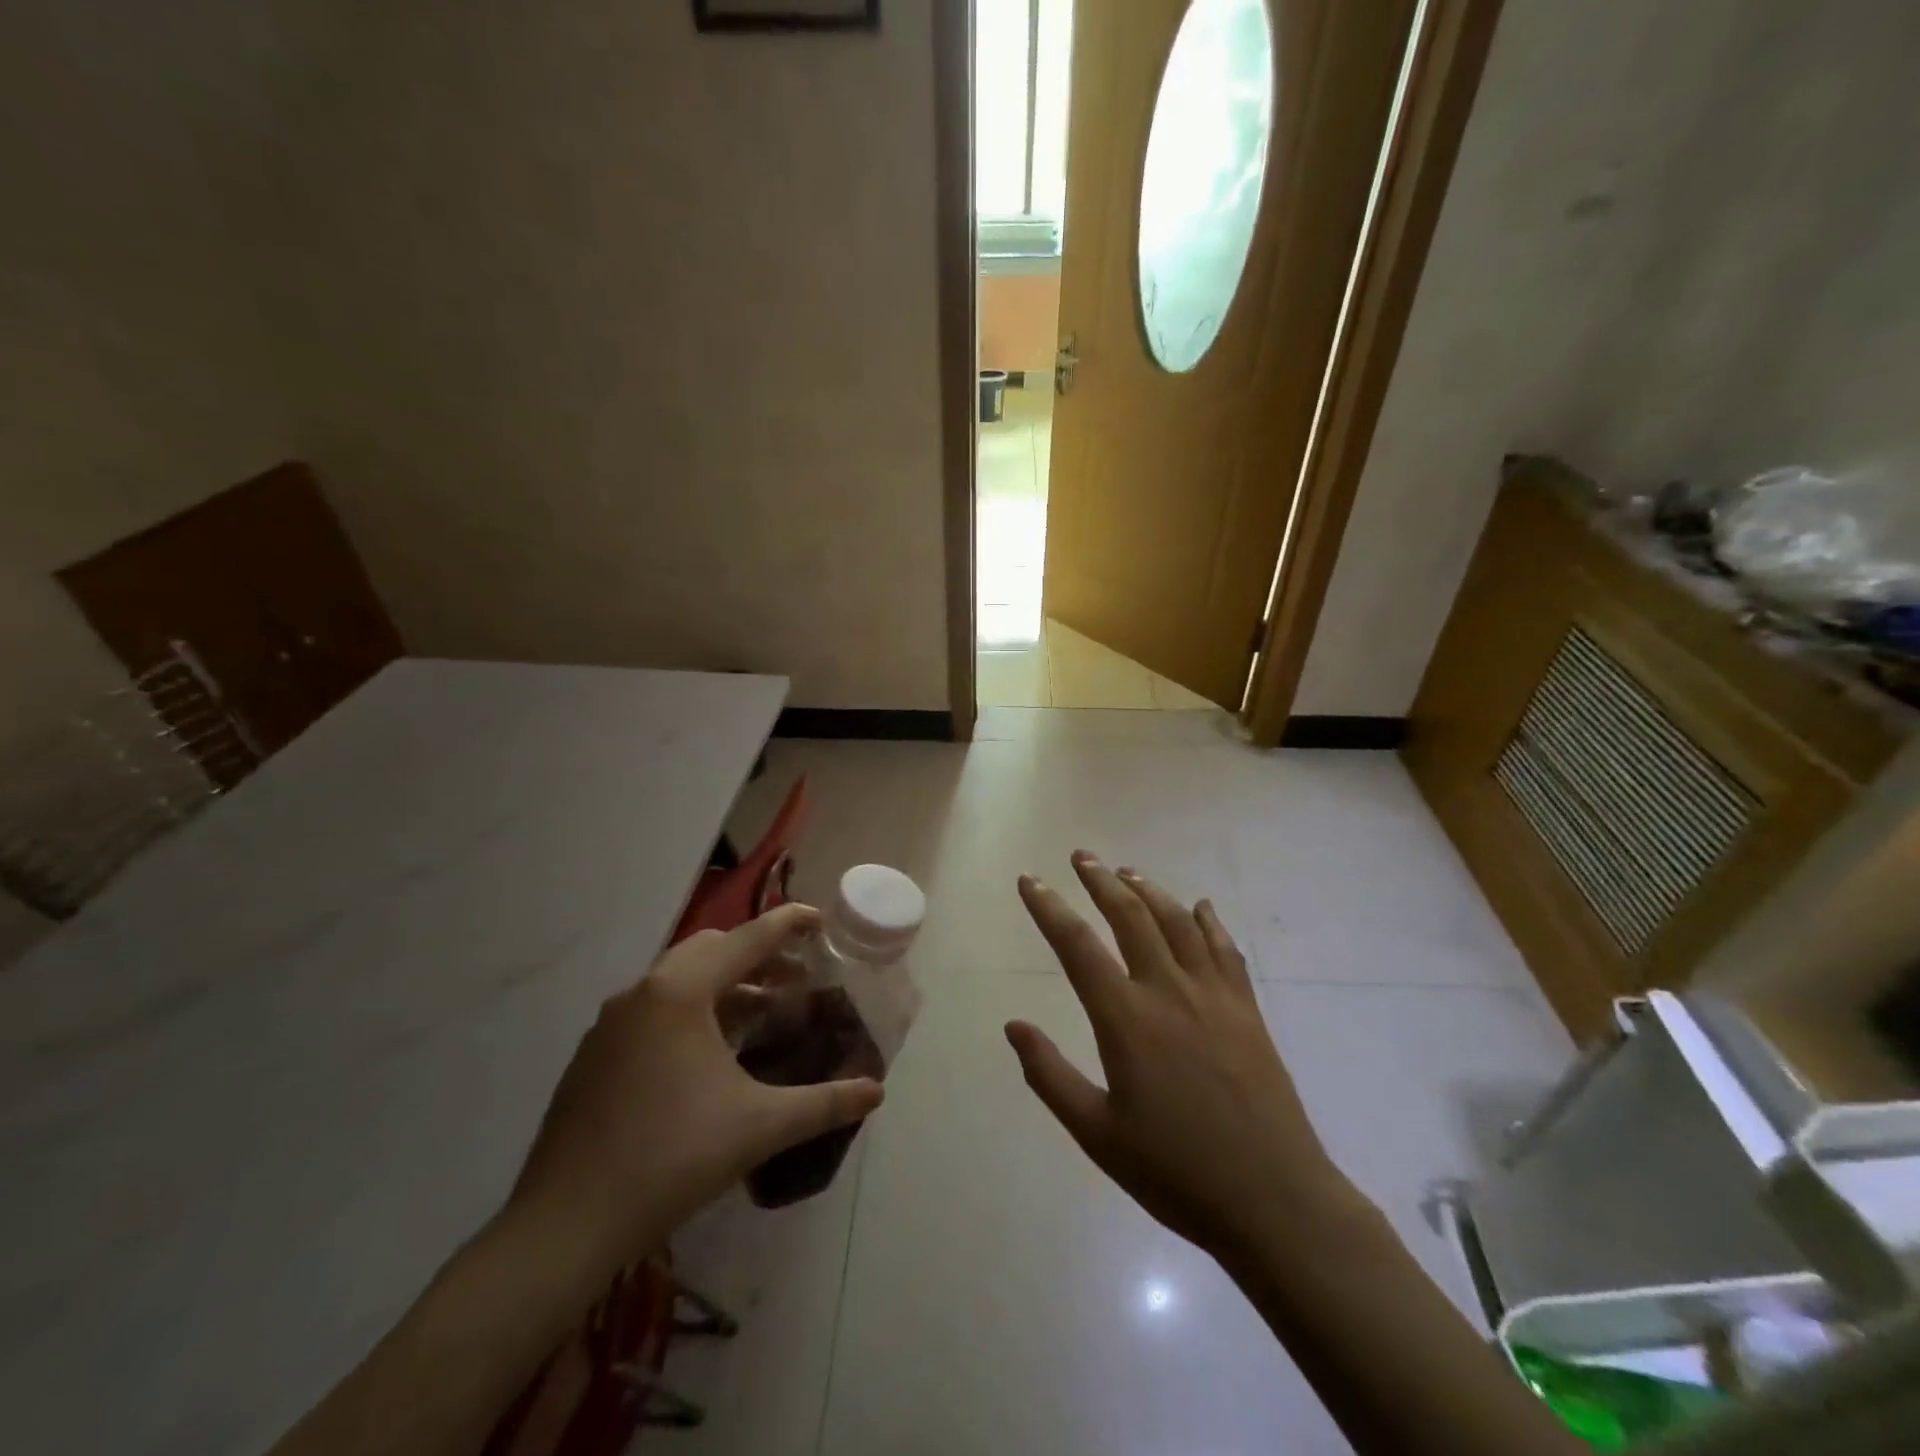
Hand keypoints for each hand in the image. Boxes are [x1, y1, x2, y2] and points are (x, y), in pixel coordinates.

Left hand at [506, 904, 884, 1274]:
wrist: (566, 1224)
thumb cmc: (672, 1158)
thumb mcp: (760, 1127)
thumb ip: (824, 1104)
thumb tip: (876, 1092)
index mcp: (681, 991)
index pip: (747, 939)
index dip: (788, 924)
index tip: (819, 919)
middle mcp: (643, 991)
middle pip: (711, 948)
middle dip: (756, 954)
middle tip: (794, 977)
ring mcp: (610, 1022)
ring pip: (678, 978)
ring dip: (723, 983)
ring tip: (759, 1012)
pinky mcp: (593, 1053)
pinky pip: (652, 1008)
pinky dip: (690, 1009)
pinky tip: (708, 1054)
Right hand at [1007, 853, 1366, 1263]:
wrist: (1275, 1201)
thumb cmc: (1176, 1172)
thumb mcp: (1097, 1134)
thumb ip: (1050, 1076)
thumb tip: (1013, 1026)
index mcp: (1126, 1019)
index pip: (1077, 946)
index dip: (1049, 907)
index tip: (1031, 880)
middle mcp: (1169, 991)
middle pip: (1130, 916)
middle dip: (1100, 881)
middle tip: (1081, 857)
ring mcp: (1214, 996)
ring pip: (1177, 922)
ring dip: (1149, 890)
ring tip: (1127, 872)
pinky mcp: (1247, 1009)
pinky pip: (1225, 949)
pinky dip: (1208, 921)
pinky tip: (1200, 907)